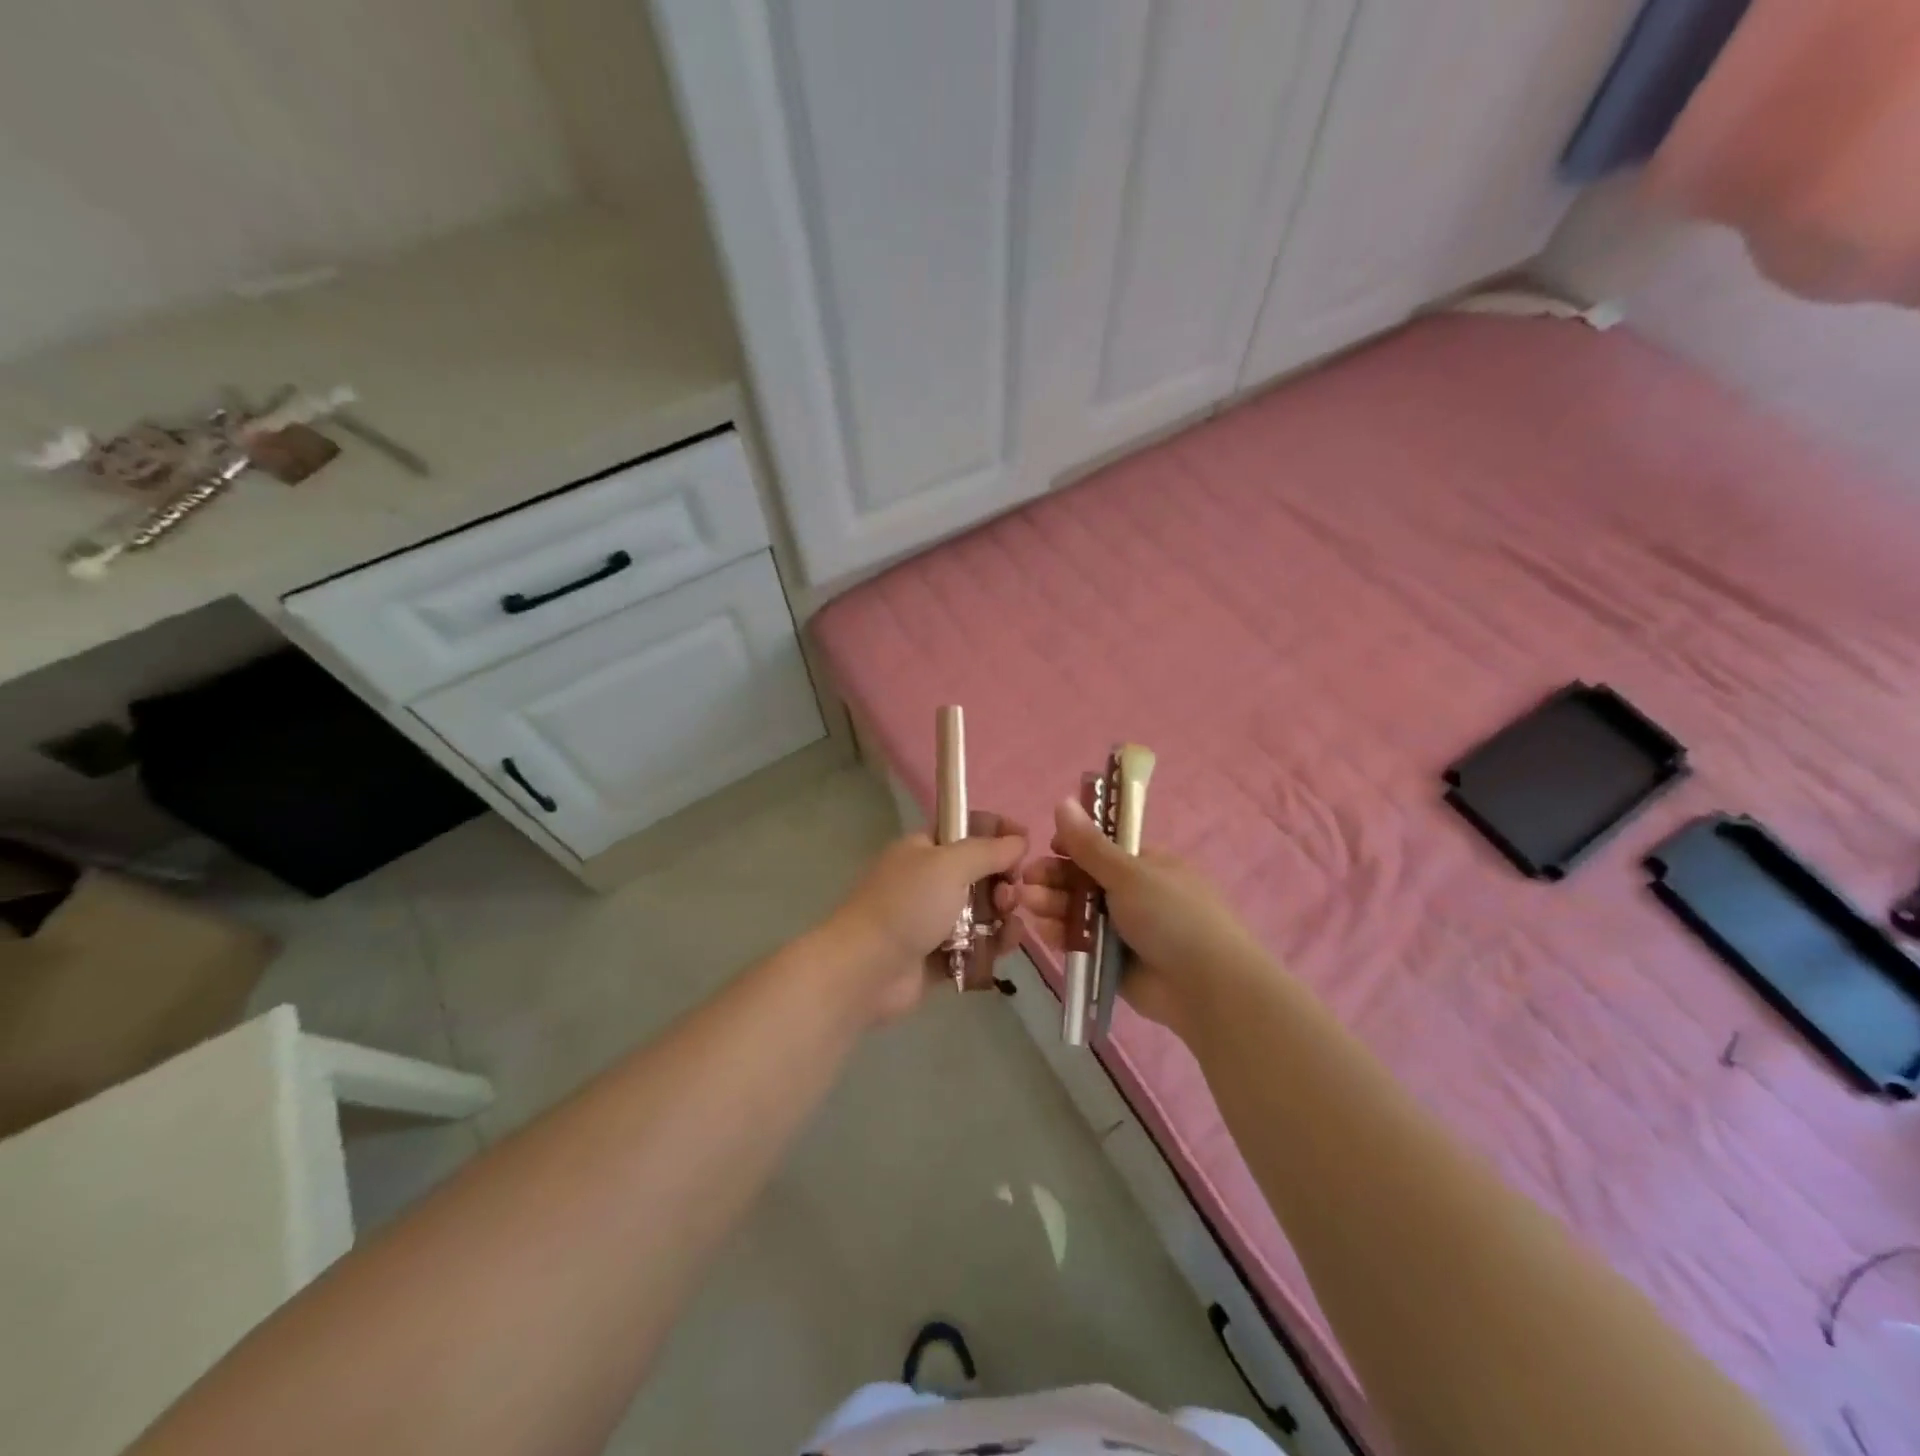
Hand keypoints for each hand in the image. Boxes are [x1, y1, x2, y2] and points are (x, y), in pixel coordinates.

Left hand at [826, 815, 1027, 1023]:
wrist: (866, 970)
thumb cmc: (906, 906)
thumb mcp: (948, 865)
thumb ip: (988, 850)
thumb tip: (1019, 840)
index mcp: (924, 849)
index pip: (966, 827)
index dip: (997, 830)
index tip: (1025, 841)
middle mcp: (931, 880)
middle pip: (982, 871)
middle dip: (1004, 878)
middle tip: (1008, 892)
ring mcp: (936, 919)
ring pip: (985, 910)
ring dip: (1003, 914)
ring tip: (1005, 924)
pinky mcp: (943, 955)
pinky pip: (980, 944)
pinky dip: (994, 943)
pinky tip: (1005, 945)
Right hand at [1004, 799, 1268, 1032]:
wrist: (1206, 987)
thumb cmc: (1172, 916)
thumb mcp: (1129, 874)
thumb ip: (1089, 845)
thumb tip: (1062, 801)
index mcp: (1145, 864)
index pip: (1102, 847)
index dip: (1074, 845)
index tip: (1052, 846)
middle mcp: (1133, 893)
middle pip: (1083, 879)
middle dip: (1054, 877)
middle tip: (1027, 879)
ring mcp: (1122, 929)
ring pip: (1077, 910)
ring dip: (1052, 902)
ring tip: (1028, 902)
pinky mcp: (1112, 961)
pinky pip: (1080, 942)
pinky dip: (1061, 934)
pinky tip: (1043, 928)